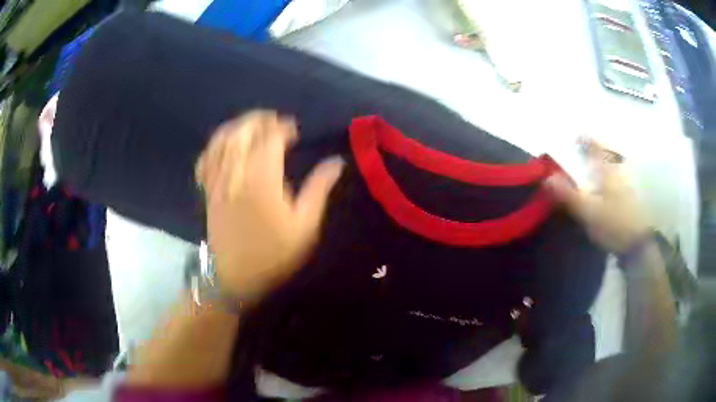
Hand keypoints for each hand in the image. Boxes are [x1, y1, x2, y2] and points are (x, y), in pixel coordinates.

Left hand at [195, 111, 343, 302]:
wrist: (235, 277)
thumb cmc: (274, 254)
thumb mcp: (305, 226)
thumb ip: (319, 189)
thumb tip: (336, 162)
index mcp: (262, 180)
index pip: (269, 139)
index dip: (282, 128)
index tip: (294, 131)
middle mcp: (236, 174)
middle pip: (242, 132)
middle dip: (259, 119)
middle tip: (274, 121)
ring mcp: (218, 181)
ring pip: (221, 140)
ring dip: (237, 126)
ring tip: (252, 126)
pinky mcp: (208, 191)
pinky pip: (205, 159)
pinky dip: (214, 146)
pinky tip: (225, 146)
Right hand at [544, 139, 648, 253]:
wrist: (638, 243)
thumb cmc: (613, 223)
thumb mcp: (588, 211)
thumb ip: (568, 194)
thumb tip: (547, 177)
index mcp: (607, 169)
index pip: (594, 146)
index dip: (584, 139)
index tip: (575, 137)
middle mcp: (617, 170)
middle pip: (607, 152)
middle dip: (596, 147)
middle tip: (585, 149)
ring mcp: (626, 182)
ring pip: (614, 163)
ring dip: (605, 160)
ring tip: (595, 164)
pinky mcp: (630, 196)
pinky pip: (618, 176)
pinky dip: (611, 173)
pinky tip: (607, 183)